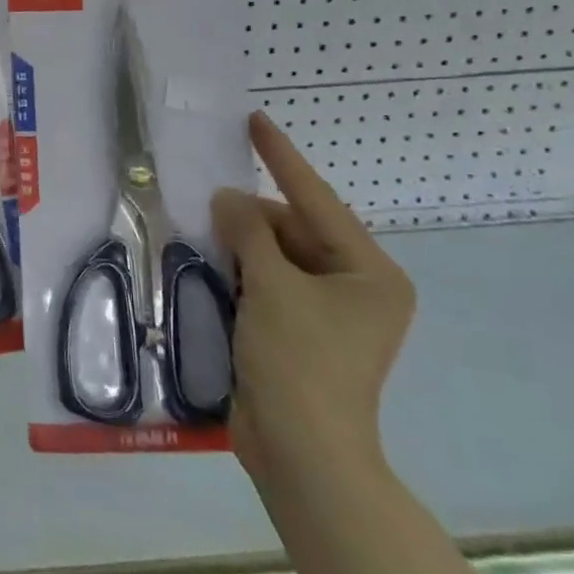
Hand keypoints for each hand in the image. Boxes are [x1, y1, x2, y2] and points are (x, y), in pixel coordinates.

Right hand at [211, 112, 415, 487]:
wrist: (301, 453)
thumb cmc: (299, 362)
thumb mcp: (272, 287)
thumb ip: (249, 233)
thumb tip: (227, 199)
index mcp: (369, 273)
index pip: (317, 200)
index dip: (282, 158)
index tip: (254, 121)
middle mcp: (355, 288)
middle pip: (295, 230)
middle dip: (252, 217)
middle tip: (207, 206)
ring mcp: (328, 313)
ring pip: (277, 257)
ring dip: (242, 245)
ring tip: (204, 230)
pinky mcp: (299, 333)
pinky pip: (267, 284)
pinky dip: (240, 272)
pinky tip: (211, 263)